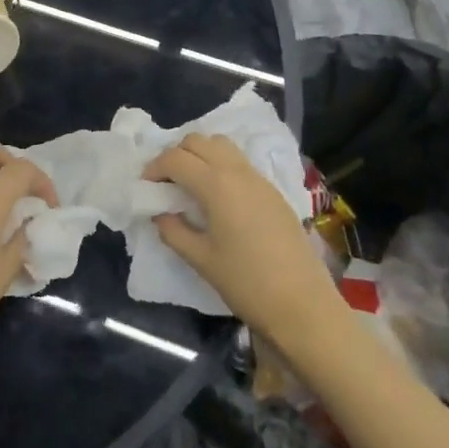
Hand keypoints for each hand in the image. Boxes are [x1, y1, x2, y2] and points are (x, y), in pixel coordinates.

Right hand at [144, 134, 337, 342]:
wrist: (303, 305)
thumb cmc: (247, 283)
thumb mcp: (201, 259)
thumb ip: (174, 231)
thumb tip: (160, 214)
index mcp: (216, 184)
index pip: (175, 159)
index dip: (154, 168)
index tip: (145, 187)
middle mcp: (237, 171)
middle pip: (198, 141)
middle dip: (176, 155)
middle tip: (165, 183)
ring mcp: (259, 179)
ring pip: (221, 145)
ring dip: (200, 155)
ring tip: (191, 184)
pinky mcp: (273, 191)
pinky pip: (239, 162)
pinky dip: (220, 166)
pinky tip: (218, 197)